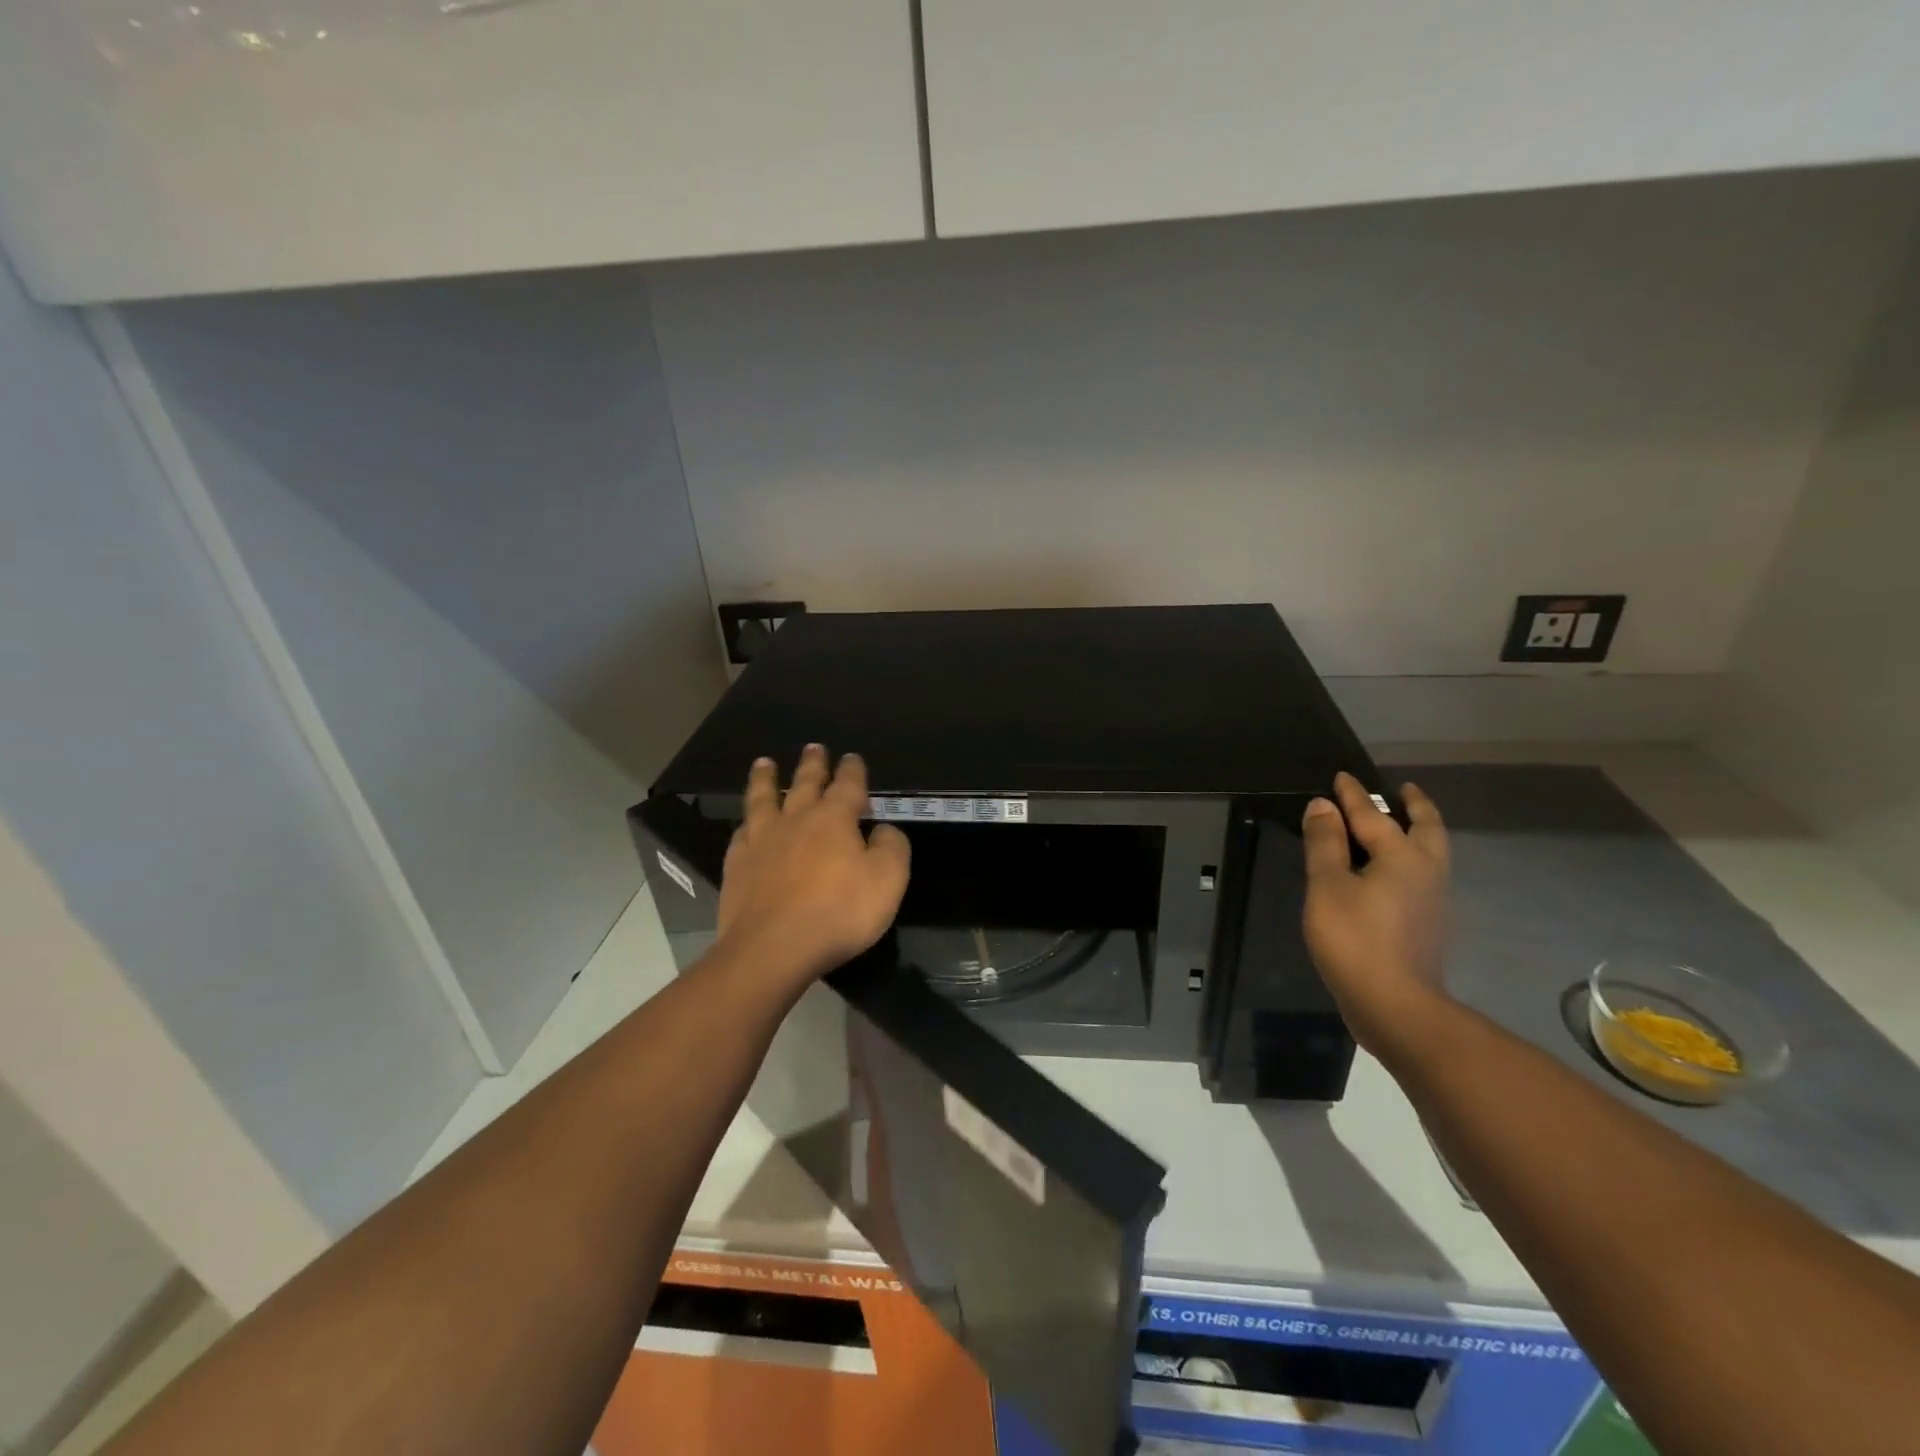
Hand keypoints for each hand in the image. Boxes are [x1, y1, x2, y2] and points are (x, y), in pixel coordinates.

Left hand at [715, 745, 911, 987]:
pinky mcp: (738, 865)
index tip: (853, 757)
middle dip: (813, 764)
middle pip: (805, 783)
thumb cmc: (838, 912)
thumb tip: (882, 829)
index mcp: (835, 818)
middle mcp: (797, 820)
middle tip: (814, 747)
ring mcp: (762, 840)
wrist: (773, 947)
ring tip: (764, 763)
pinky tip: (746, 823)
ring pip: (764, 799)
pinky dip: (746, 823)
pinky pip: (742, 833)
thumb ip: (892, 847)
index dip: (853, 770)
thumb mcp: (887, 880)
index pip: (848, 784)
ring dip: (766, 779)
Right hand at [1301, 773, 1451, 1057]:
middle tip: (1404, 790)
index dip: (1352, 795)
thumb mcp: (1327, 886)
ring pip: (1432, 853)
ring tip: (1402, 824)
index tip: (1341, 777)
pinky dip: (1413, 859)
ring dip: (1419, 831)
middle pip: (1426, 829)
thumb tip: (1323, 806)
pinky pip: (1425, 876)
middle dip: (1414, 806)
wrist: (1396, 1006)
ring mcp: (1435, 901)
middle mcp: (1427, 872)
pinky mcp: (1430, 925)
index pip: (1372, 815)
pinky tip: (1395, 872)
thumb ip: (1325, 843)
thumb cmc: (1355, 939)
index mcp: (1402, 857)